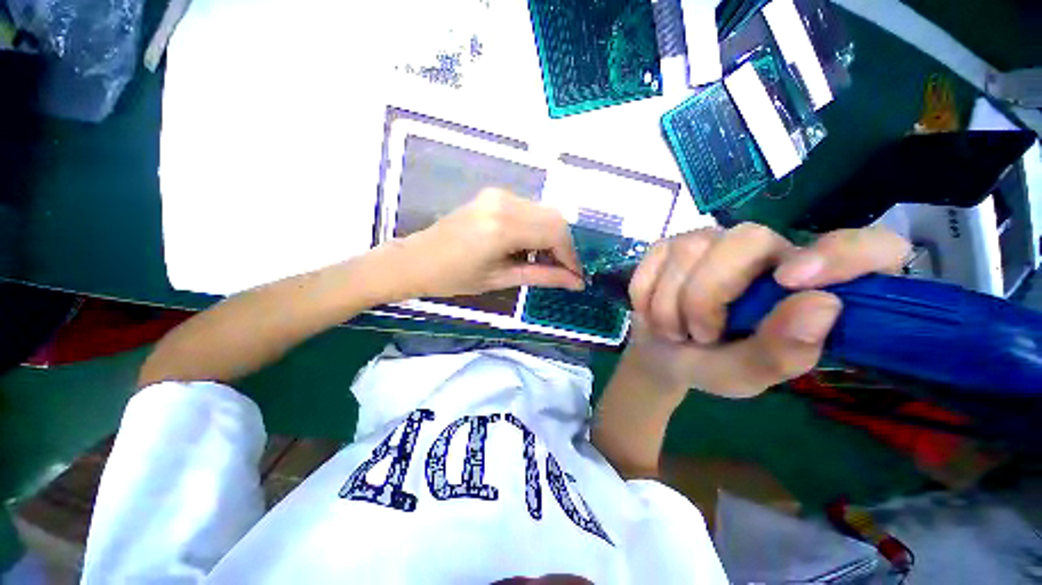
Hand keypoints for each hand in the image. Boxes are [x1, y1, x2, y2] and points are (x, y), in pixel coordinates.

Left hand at [394, 189, 584, 298]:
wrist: (416, 260)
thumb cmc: (454, 278)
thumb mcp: (501, 279)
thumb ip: (543, 276)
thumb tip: (576, 282)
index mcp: (504, 227)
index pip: (555, 233)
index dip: (571, 256)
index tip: (577, 277)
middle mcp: (505, 202)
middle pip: (555, 218)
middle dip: (565, 246)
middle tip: (563, 271)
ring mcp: (499, 195)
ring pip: (544, 212)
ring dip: (552, 237)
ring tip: (547, 262)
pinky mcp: (494, 195)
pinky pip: (529, 209)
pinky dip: (538, 228)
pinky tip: (531, 247)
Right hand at [625, 223, 909, 397]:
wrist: (661, 353)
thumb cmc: (712, 365)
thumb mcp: (747, 376)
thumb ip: (782, 351)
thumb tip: (823, 305)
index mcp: (808, 284)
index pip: (869, 247)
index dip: (842, 254)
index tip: (791, 281)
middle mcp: (765, 250)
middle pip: (744, 240)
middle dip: (707, 296)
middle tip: (699, 334)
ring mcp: (711, 241)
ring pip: (688, 252)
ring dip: (670, 304)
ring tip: (675, 330)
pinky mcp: (669, 245)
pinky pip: (653, 260)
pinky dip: (646, 294)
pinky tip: (652, 311)